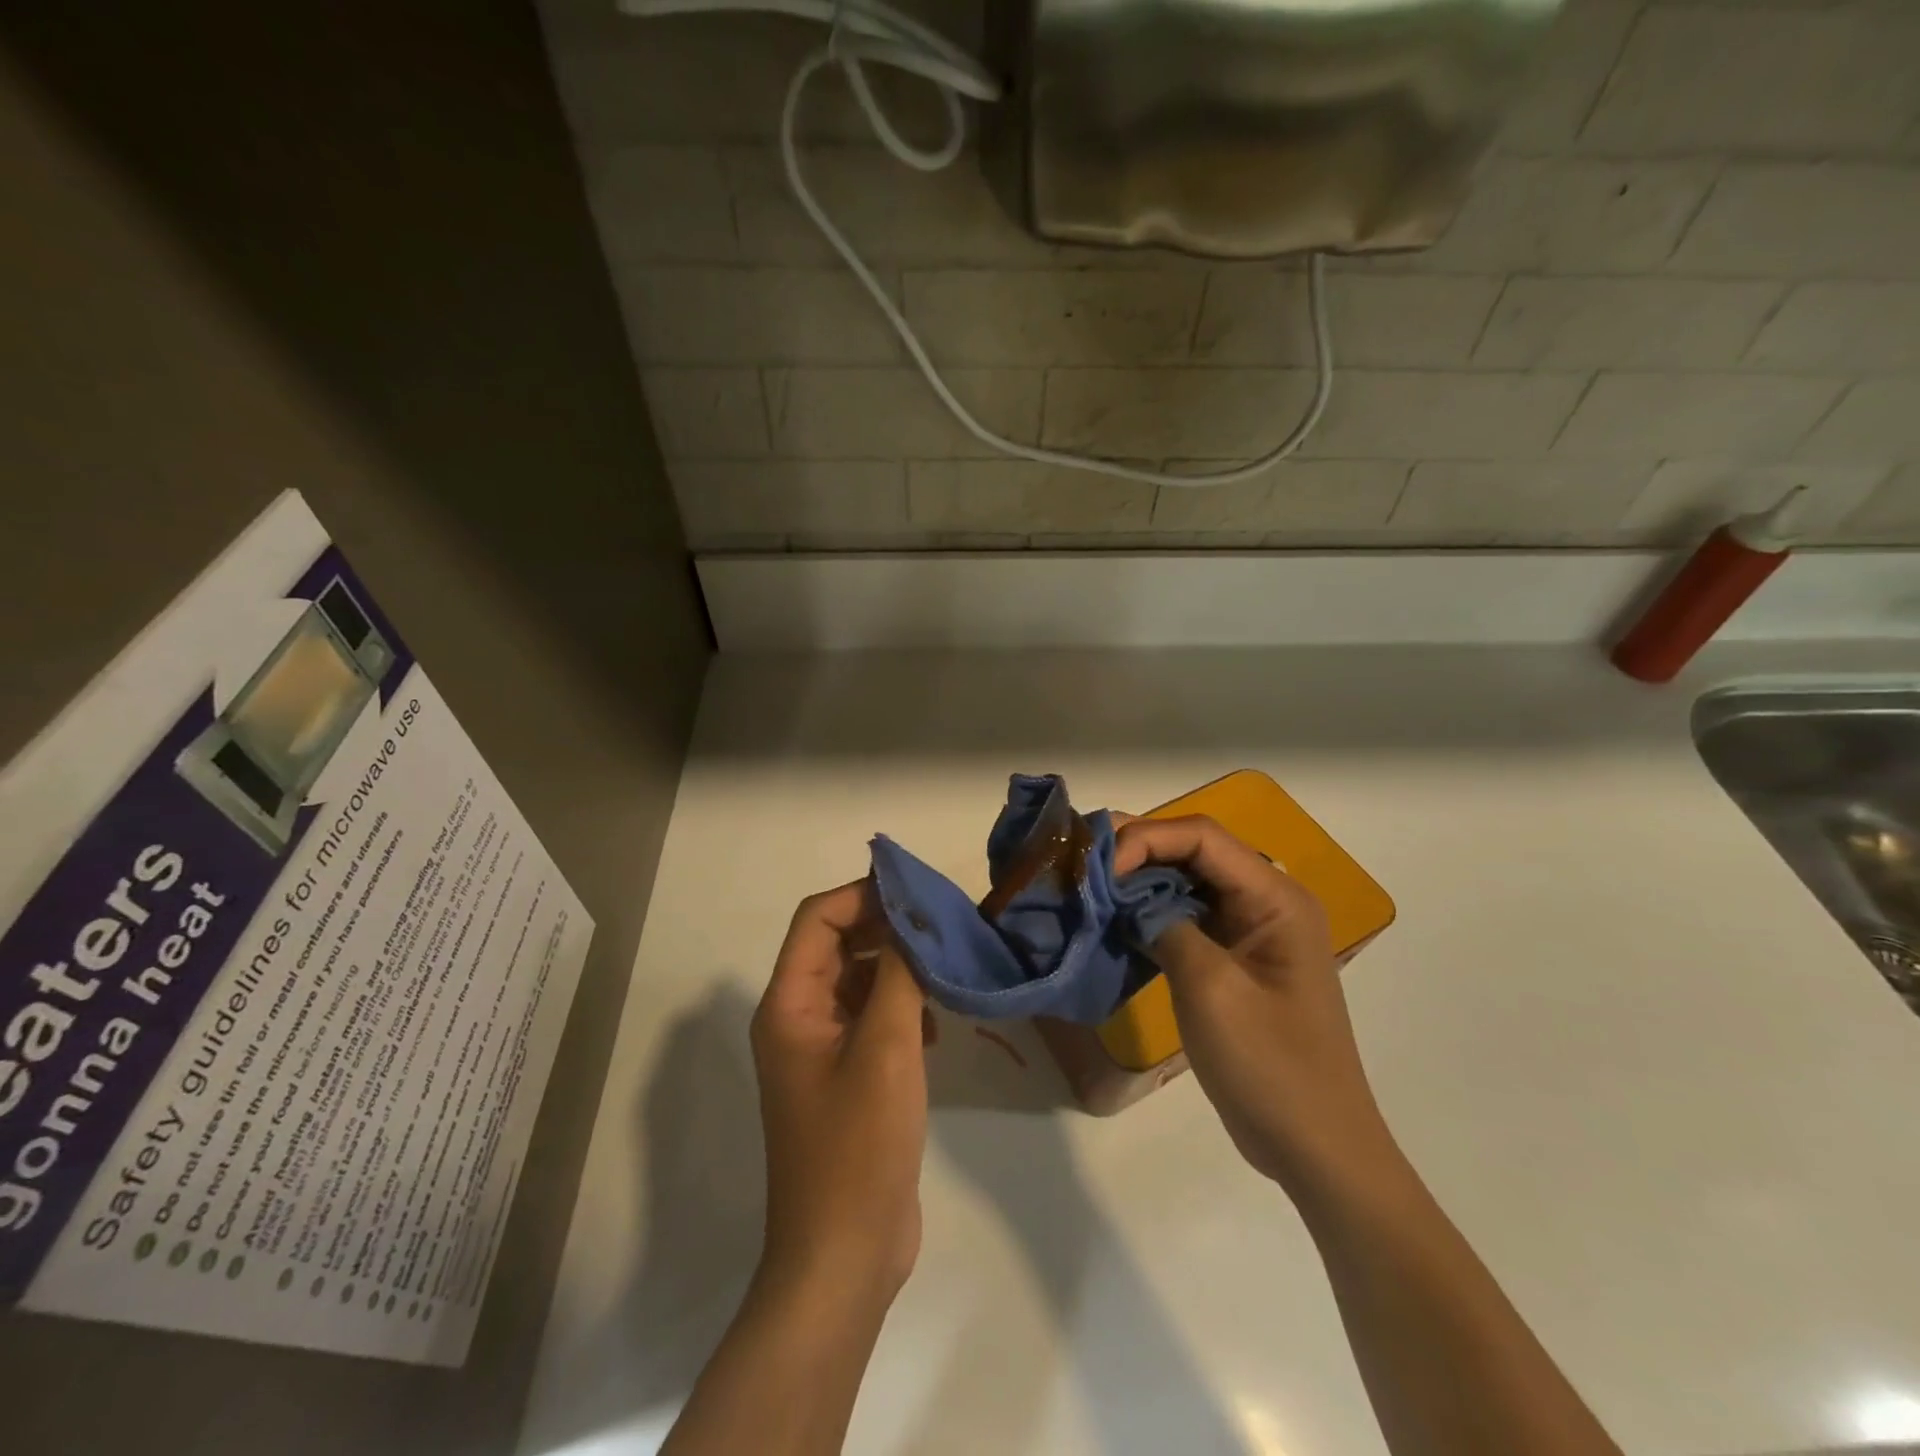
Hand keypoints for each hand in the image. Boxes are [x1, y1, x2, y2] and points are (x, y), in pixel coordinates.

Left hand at [751, 880, 929, 1307]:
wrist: (845, 1255)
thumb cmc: (858, 1145)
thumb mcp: (885, 1048)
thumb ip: (898, 974)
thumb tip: (910, 918)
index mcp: (789, 1005)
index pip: (817, 919)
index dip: (862, 895)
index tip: (916, 891)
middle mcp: (798, 1019)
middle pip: (838, 945)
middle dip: (886, 928)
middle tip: (941, 923)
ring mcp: (823, 1050)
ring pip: (859, 980)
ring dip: (899, 968)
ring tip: (946, 967)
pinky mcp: (849, 1077)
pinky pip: (872, 1018)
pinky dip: (903, 1007)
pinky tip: (938, 1024)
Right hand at [1113, 815, 1401, 1199]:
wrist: (1314, 1147)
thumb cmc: (1270, 1066)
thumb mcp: (1211, 989)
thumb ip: (1165, 925)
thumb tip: (1124, 896)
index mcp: (1275, 898)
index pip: (1202, 837)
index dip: (1146, 839)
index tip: (1099, 868)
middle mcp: (1265, 901)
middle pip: (1194, 852)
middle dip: (1138, 853)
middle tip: (1083, 867)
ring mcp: (1249, 931)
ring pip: (1186, 883)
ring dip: (1139, 883)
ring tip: (1089, 888)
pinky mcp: (1232, 958)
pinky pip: (1186, 918)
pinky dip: (1148, 914)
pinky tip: (1114, 922)